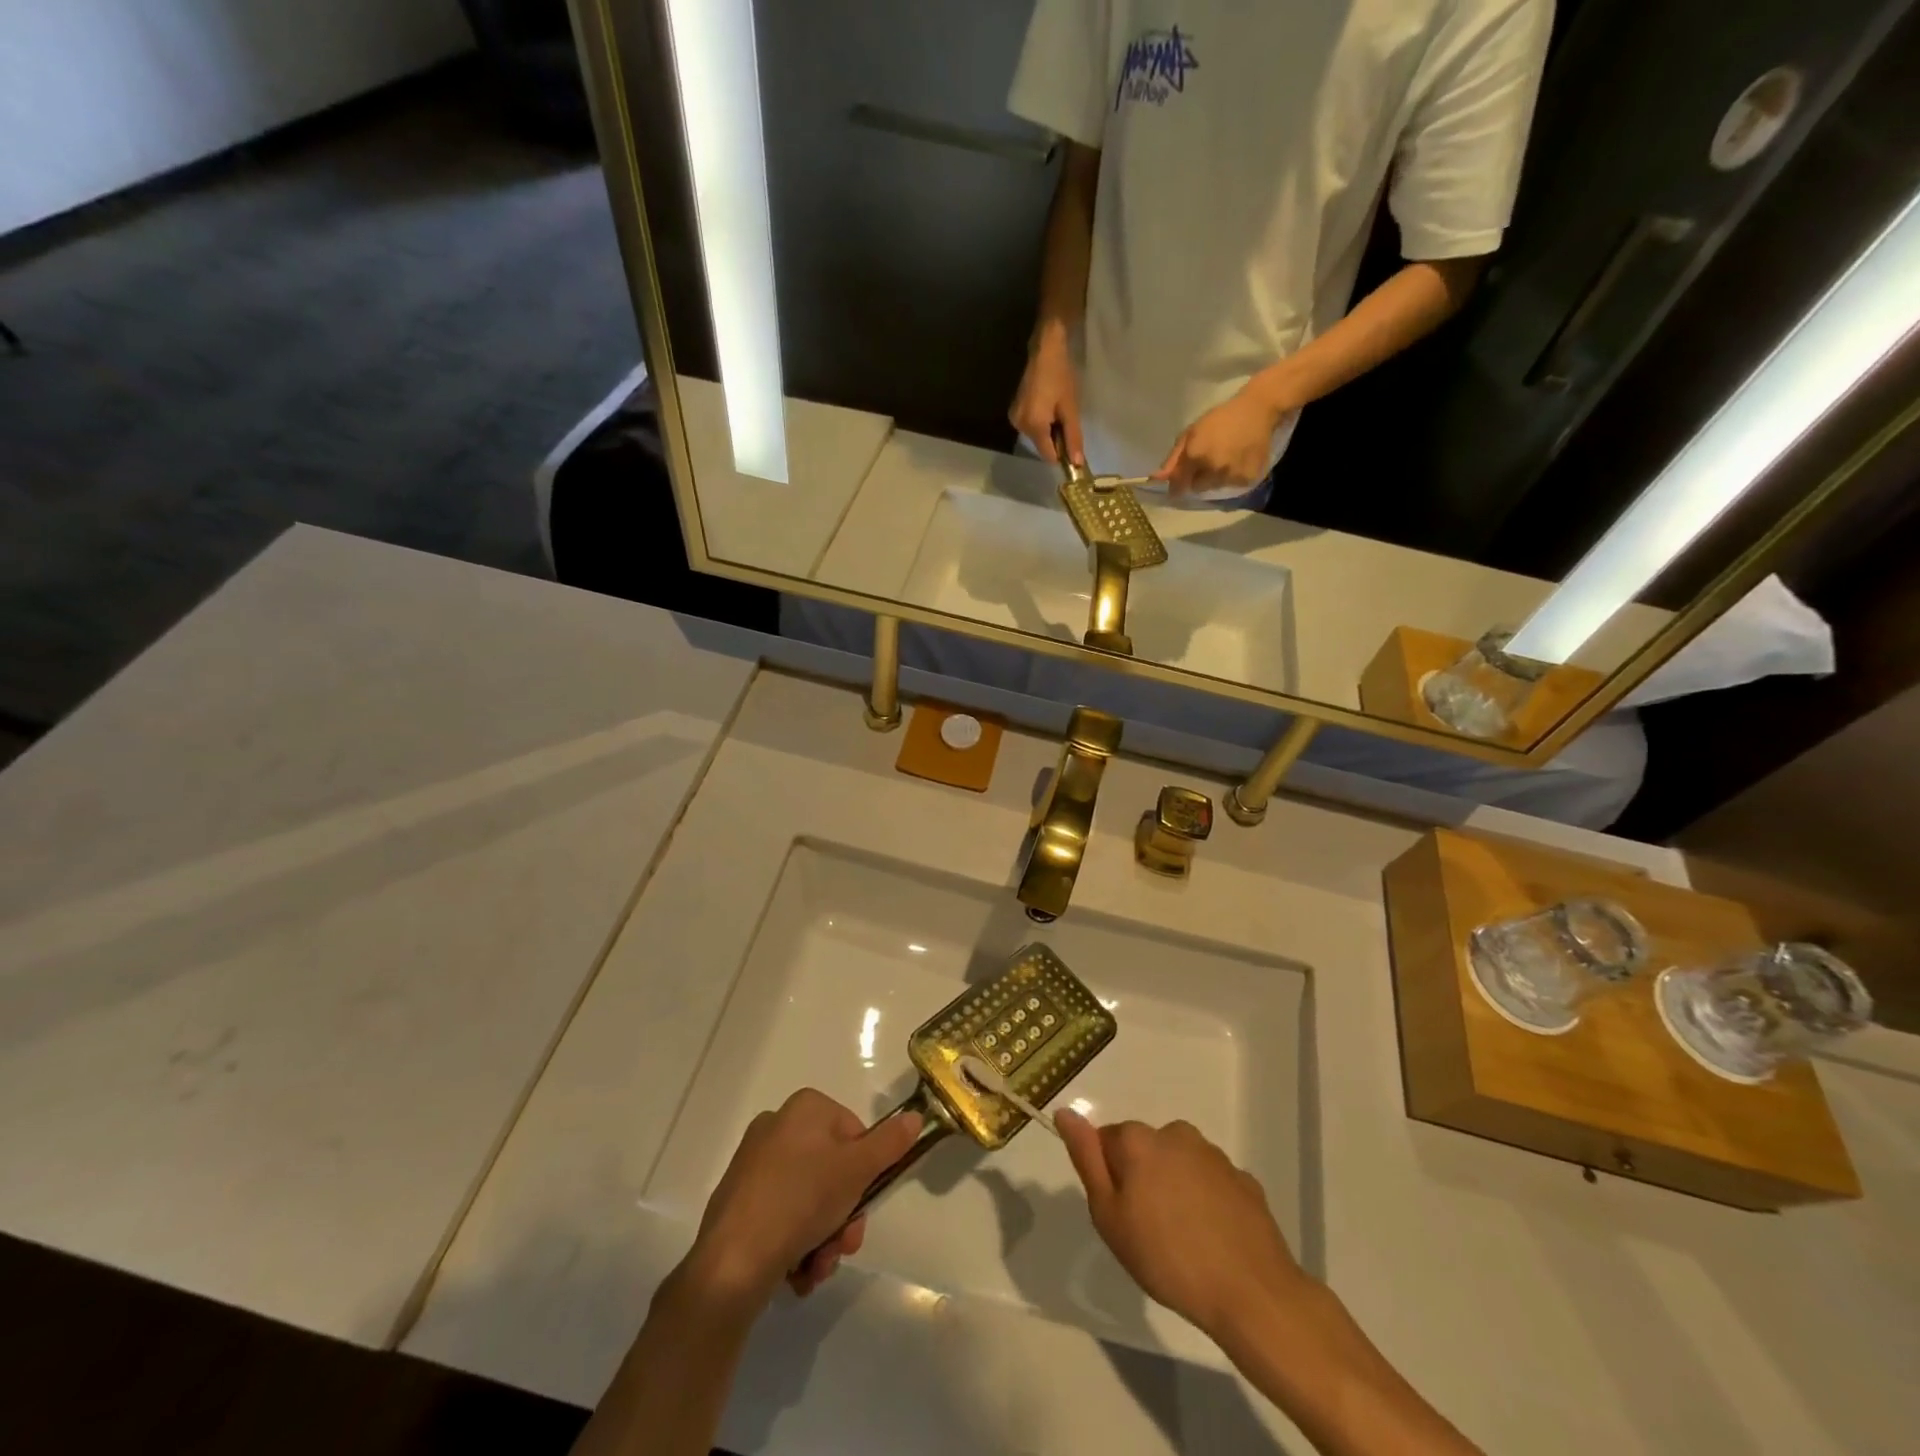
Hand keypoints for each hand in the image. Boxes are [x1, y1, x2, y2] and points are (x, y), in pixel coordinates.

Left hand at [686, 1089, 922, 1306]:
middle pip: (832, 1171)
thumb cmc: (800, 1202)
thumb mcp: (857, 1170)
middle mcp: (777, 1127)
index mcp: (804, 1108)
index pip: (854, 1133)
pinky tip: (796, 1272)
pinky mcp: (739, 1202)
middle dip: (843, 1216)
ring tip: (816, 1268)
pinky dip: (796, 1244)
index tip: (862, 1205)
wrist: (731, 1263)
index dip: (864, 1173)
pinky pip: (783, 1217)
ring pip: (810, 1200)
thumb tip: (915, 1116)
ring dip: (823, 1237)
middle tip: (843, 1246)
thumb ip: (890, 1143)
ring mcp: (754, 1165)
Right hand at [1009, 323, 1083, 465]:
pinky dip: (1041, 423)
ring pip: (1037, 437)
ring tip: (1056, 409)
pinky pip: (1031, 426)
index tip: (1073, 443)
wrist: (1044, 349)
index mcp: (1033, 427)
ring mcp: (1015, 419)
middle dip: (1055, 439)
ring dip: (1048, 430)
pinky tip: (1047, 406)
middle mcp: (1020, 427)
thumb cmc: (1060, 376)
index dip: (1062, 454)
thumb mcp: (1071, 408)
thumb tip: (1077, 464)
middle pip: (1042, 446)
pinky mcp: (1014, 411)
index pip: (1048, 455)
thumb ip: (1073, 437)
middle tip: (1065, 417)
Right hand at [1056, 1111, 1308, 1342]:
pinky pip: (1211, 1183)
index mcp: (1138, 1140)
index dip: (1109, 1179)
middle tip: (1148, 1232)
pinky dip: (1206, 1202)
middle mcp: (1175, 1133)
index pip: (1107, 1142)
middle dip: (1142, 1180)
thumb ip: (1086, 1158)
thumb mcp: (1109, 1217)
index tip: (1121, 1216)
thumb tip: (1065, 1112)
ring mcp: (1213, 1154)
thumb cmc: (1167, 1258)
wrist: (1250, 1292)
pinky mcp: (1242, 1179)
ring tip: (1183, 1240)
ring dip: (1174, 1188)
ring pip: (1179, 1164)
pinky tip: (1212, 1239)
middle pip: (1144, 1150)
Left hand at [1154, 388, 1290, 494]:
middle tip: (1208, 460)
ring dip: (1215, 478)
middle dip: (1197, 478)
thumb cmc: (1221, 418)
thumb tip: (1157, 479)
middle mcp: (1213, 468)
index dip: (1177, 486)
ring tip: (1225, 458)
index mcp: (1196, 455)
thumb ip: (1174, 458)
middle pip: (1197, 488)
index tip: (1177, 484)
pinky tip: (1238, 460)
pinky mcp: (1247, 478)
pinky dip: (1233, 477)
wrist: (1259, 409)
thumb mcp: (1191, 432)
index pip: (1179, 485)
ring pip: (1215, 488)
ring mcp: (1232, 475)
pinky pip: (1233, 485)